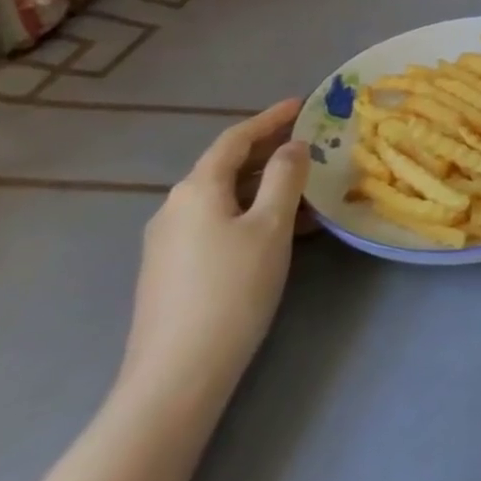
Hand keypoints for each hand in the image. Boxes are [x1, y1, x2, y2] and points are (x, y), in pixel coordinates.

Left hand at [118, 100, 309, 412]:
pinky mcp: (172, 271)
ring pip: (226, 198)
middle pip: (227, 167)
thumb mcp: (271, 226)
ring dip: (266, 187)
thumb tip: (292, 147)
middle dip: (270, 152)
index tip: (303, 104)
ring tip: (308, 189)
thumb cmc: (232, 289)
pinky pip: (219, 223)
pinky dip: (252, 213)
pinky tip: (282, 230)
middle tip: (312, 144)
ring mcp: (169, 242)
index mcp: (196, 189)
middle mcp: (175, 208)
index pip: (235, 139)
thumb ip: (285, 177)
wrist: (177, 375)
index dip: (270, 118)